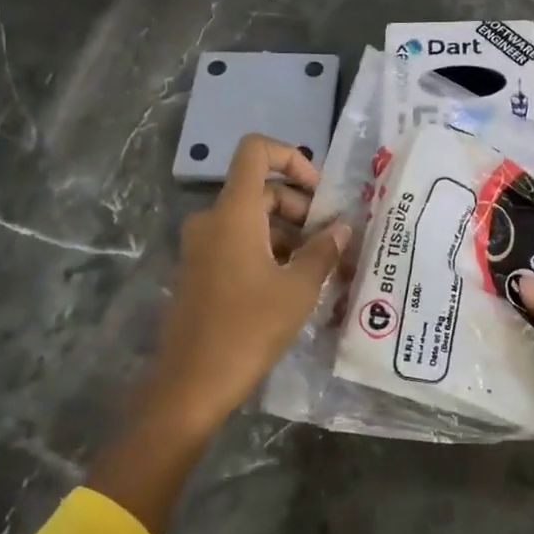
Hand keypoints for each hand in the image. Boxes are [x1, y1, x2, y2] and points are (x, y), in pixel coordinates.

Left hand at [147, 134, 348, 433]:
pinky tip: (292, 283)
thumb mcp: (298, 289)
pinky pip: (237, 242)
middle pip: (260, 189)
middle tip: (330, 241)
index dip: (290, 156)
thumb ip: (323, 250)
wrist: (191, 383)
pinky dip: (266, 249)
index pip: (255, 151)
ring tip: (319, 267)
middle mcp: (212, 219)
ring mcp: (201, 245)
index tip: (318, 192)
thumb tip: (341, 228)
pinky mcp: (199, 269)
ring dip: (287, 233)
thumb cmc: (249, 328)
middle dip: (300, 207)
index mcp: (234, 212)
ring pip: (251, 219)